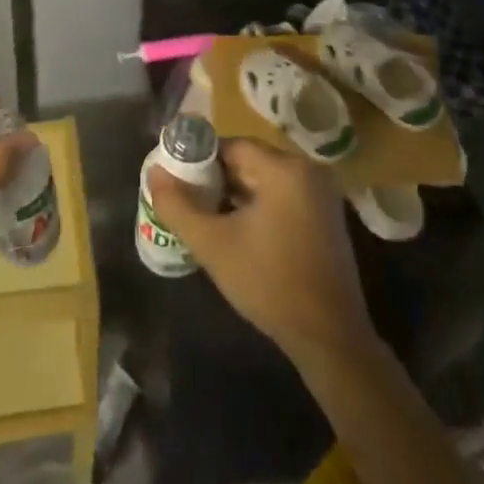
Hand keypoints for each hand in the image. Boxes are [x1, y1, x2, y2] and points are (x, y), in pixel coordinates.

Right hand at [149, 137, 374, 367]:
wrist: (329, 337)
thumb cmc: (269, 283)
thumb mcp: (213, 245)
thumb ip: (178, 205)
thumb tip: (154, 172)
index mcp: (285, 169)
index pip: (232, 146)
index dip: (199, 160)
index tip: (176, 180)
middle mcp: (308, 171)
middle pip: (250, 161)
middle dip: (216, 179)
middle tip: (186, 200)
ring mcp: (321, 195)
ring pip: (265, 180)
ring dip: (235, 194)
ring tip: (204, 216)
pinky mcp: (326, 218)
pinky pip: (282, 197)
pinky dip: (257, 206)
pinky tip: (236, 231)